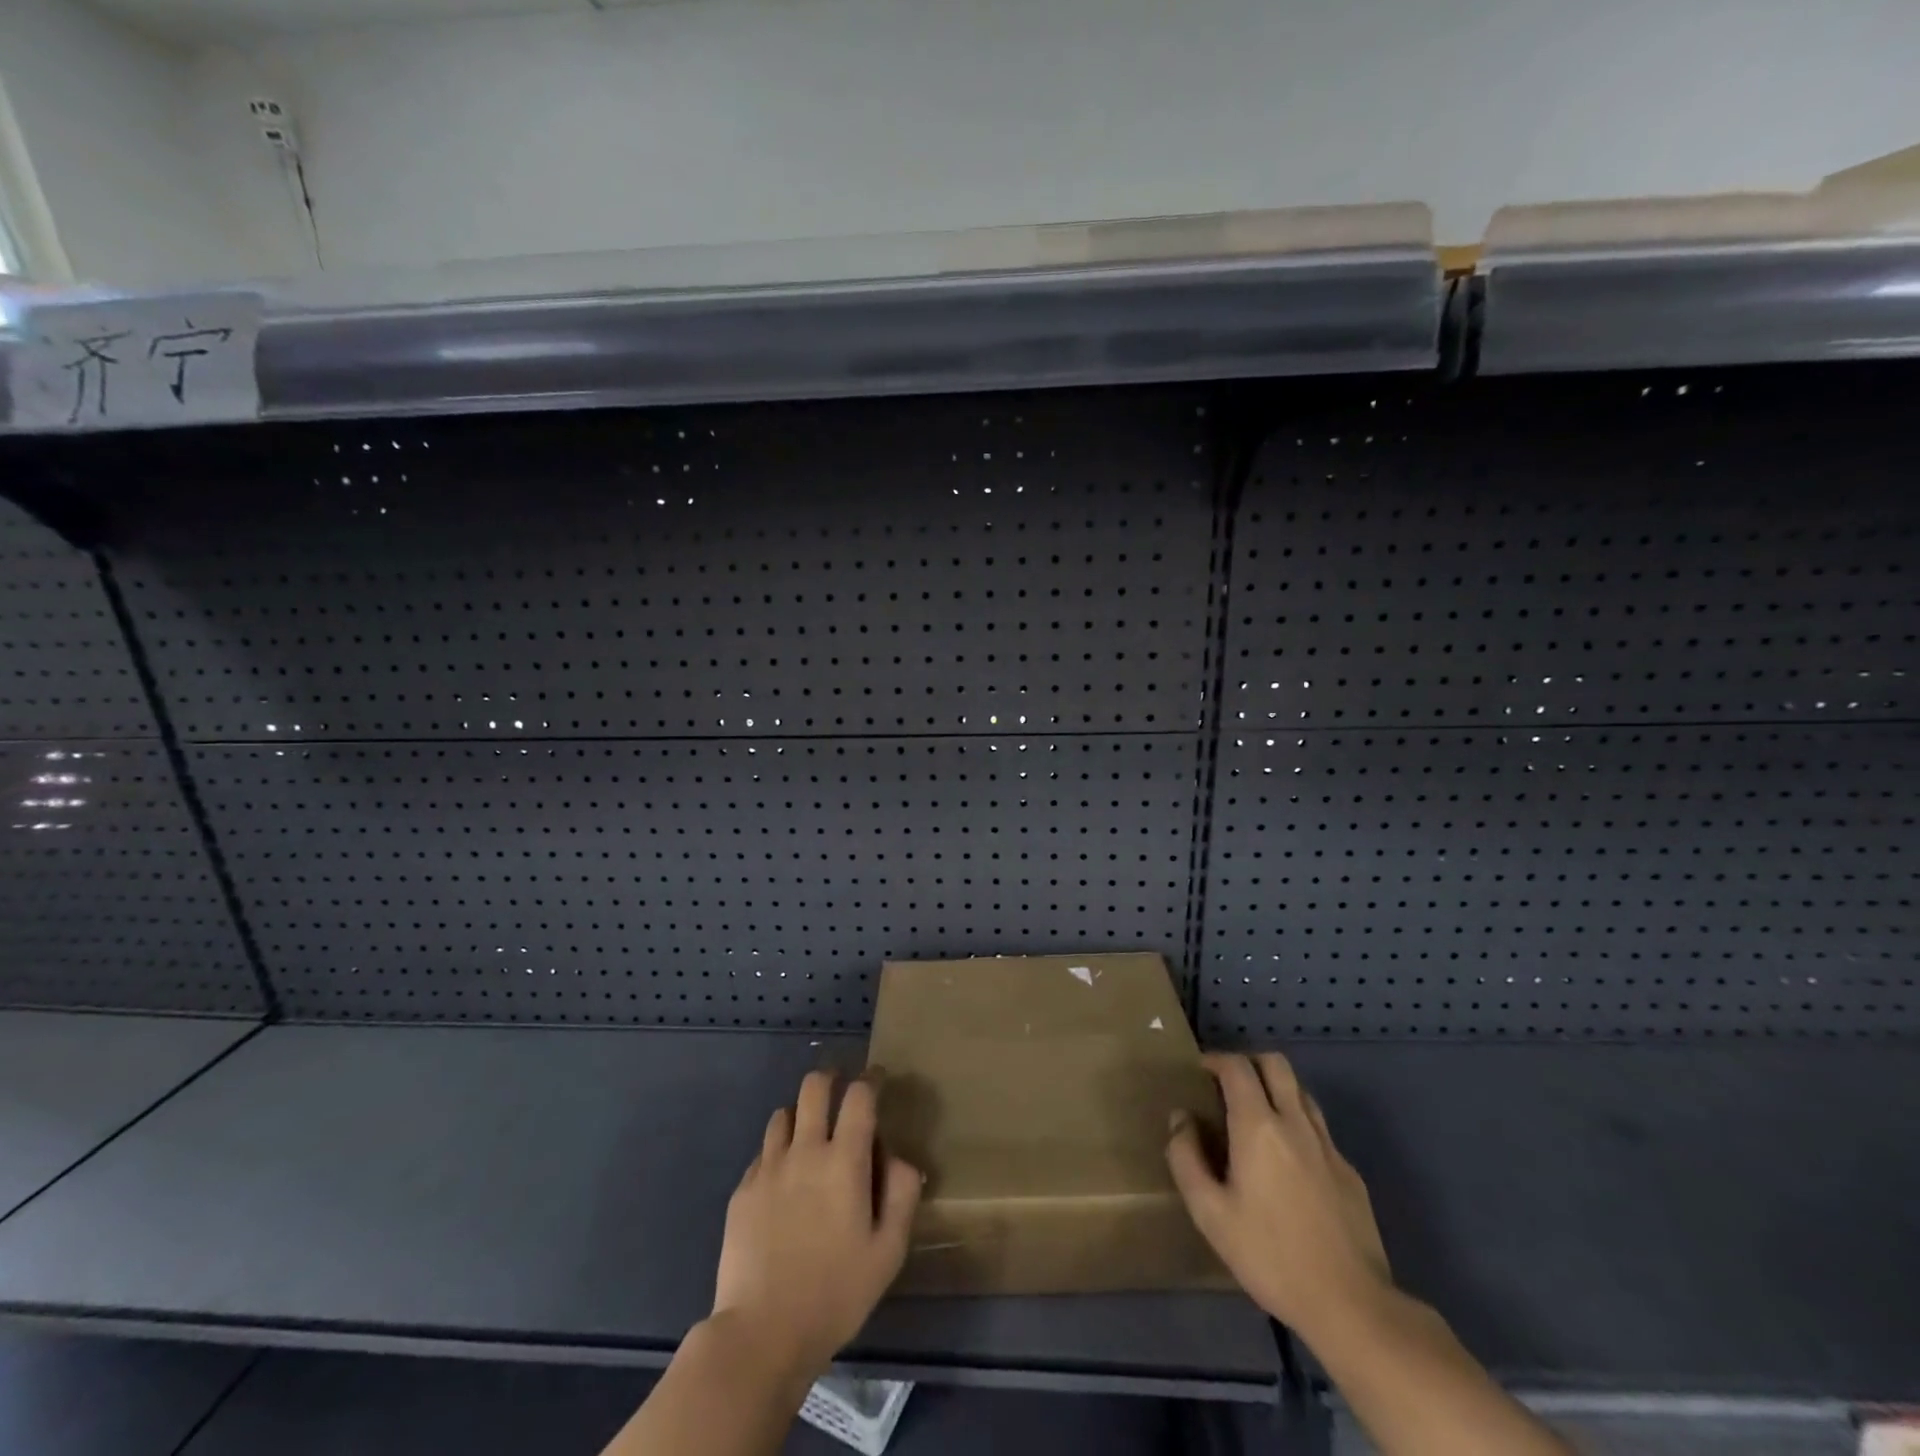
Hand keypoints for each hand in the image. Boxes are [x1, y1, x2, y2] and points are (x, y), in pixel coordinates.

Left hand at [711, 1070, 922, 1381]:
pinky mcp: (743, 1191)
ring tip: (809, 1137)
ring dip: (801, 1115)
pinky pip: (763, 1152)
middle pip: (814, 1087)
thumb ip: (901, 1194)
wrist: (762, 1333)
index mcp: (844, 1161)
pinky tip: (783, 1180)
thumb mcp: (888, 1251)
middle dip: (831, 1079)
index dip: (870, 1080)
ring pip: (783, 1113)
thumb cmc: (836, 1294)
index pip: (859, 1096)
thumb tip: (899, 1158)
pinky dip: (778, 1152)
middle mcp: (805, 1151)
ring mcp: (768, 1168)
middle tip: (840, 1092)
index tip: (877, 1080)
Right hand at [1167, 1052, 1391, 1344]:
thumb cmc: (1271, 1256)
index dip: (1216, 1060)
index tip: (1200, 1071)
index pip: (1237, 1067)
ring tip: (1257, 1117)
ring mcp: (1328, 1146)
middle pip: (1276, 1064)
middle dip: (1248, 1062)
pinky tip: (1288, 1163)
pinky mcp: (1350, 1173)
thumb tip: (1181, 1119)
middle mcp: (1296, 1123)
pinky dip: (1297, 1125)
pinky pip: (1319, 1129)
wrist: (1351, 1305)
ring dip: (1276, 1090)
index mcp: (1259, 1126)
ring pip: (1301, 1092)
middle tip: (1228, 1085)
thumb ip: (1186, 1159)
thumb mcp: (1210, 1213)